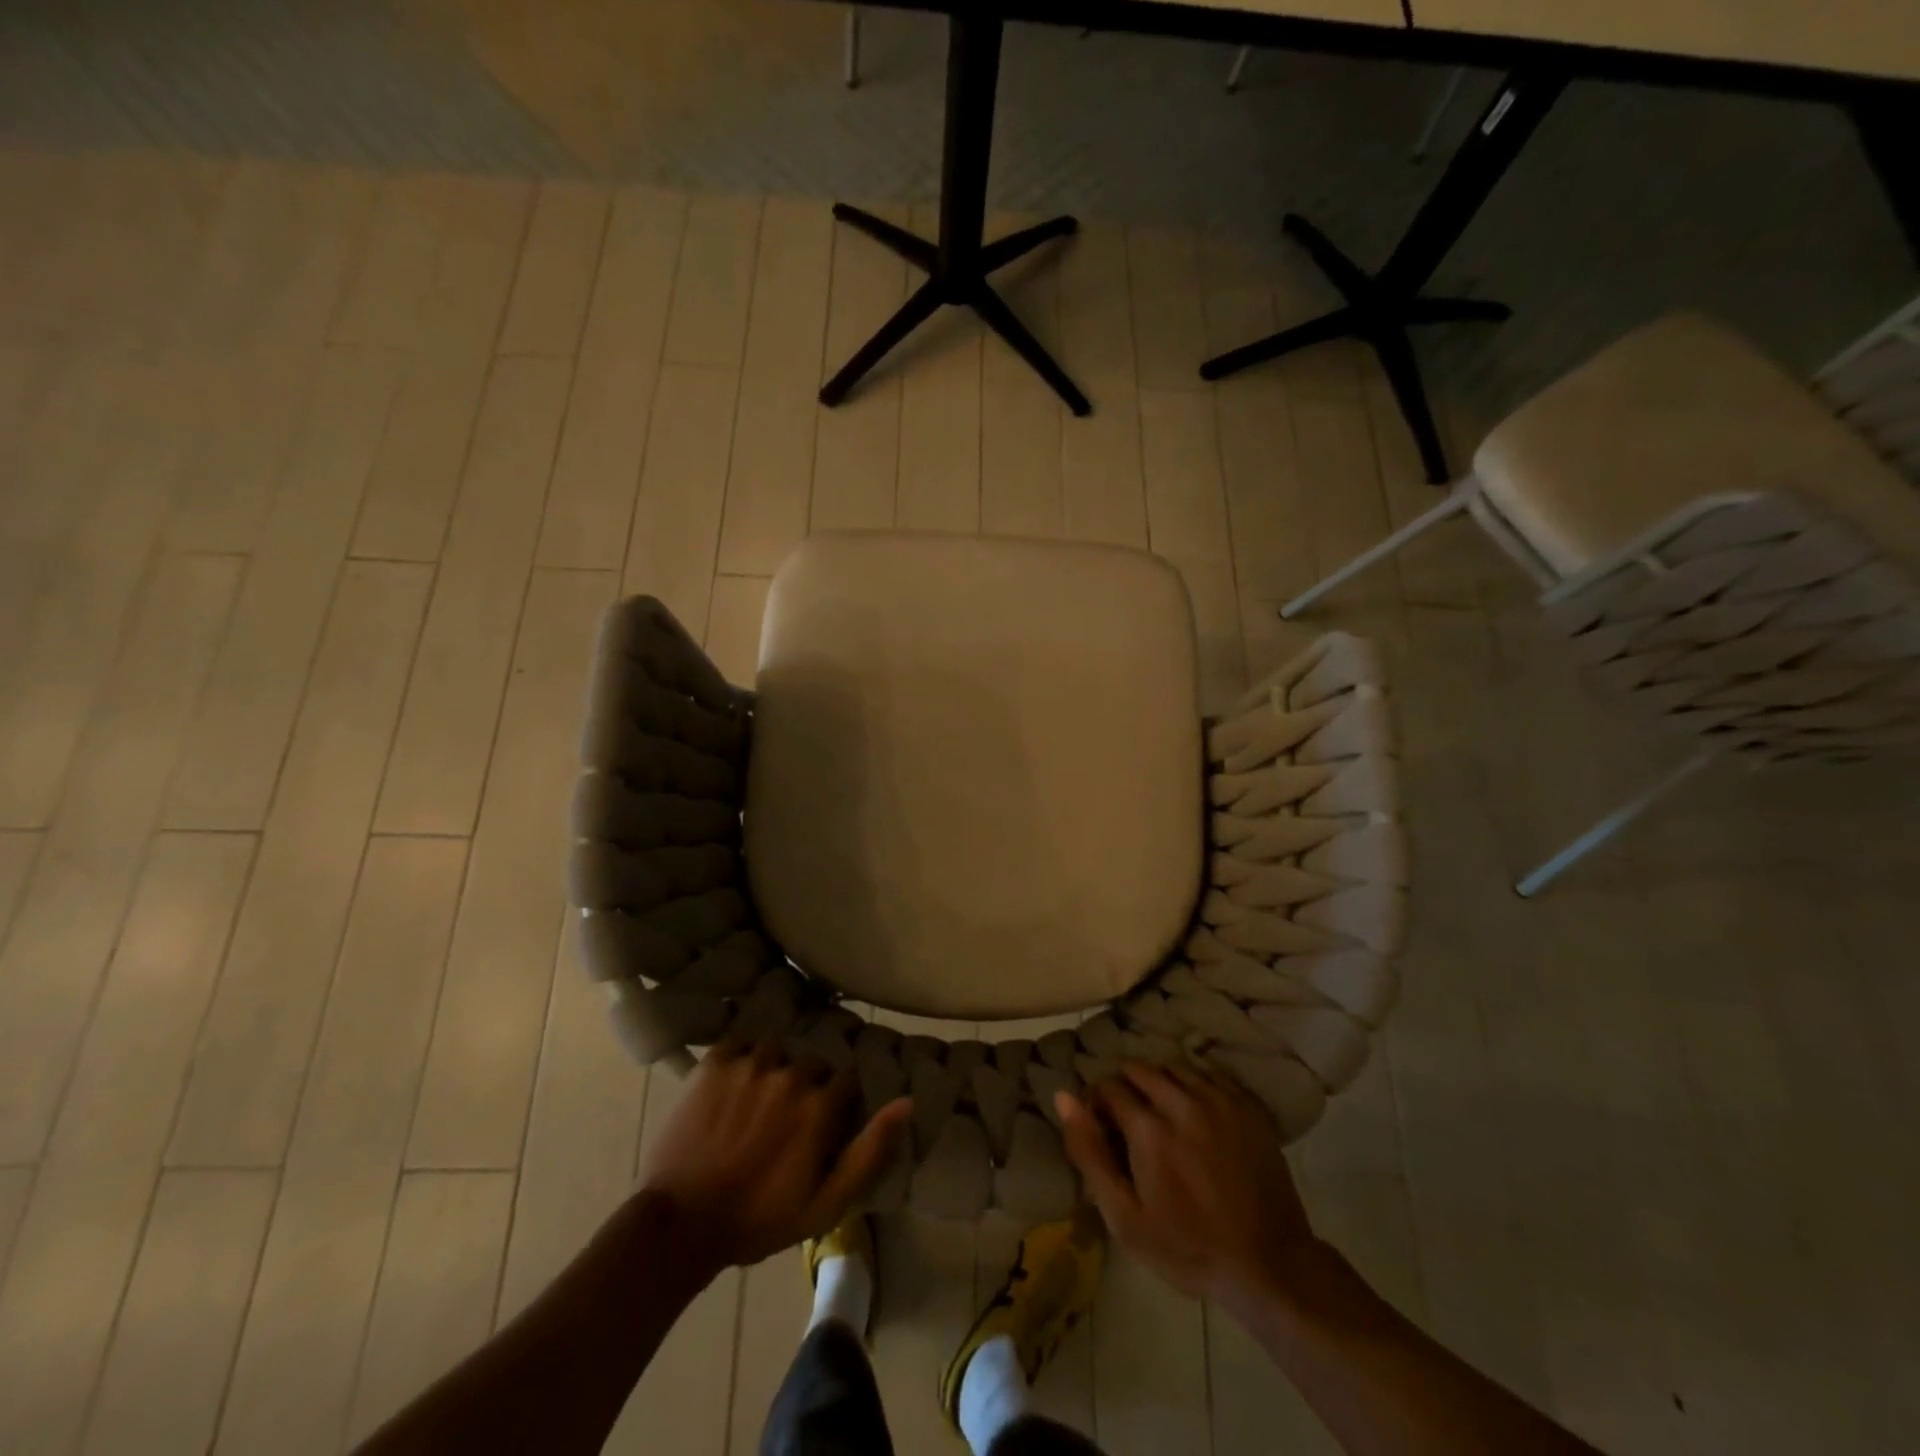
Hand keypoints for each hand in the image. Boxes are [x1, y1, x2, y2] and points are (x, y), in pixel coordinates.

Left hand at [638, 1039, 911, 1271]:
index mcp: (820, 1104)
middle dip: (806, 1086)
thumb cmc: (759, 1220)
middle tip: (785, 1118)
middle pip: (811, 1064)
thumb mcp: (827, 1202)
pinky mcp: (715, 1062)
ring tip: (756, 1099)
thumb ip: (871, 1150)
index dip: (838, 1101)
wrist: (679, 1224)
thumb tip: (907, 1101)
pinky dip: (740, 1059)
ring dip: (772, 1070)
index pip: (846, 1079)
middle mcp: (790, 1073)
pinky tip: (732, 1085)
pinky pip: (739, 1044)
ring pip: (776, 1050)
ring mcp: (750, 1064)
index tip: (824, 1123)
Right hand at [1057, 1061, 1315, 1305]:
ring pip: (1173, 1067)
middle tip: (1131, 1123)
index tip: (1103, 1129)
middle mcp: (1182, 1102)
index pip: (1108, 1086)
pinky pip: (1208, 1074)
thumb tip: (1063, 1097)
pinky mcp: (1247, 1105)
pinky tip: (1194, 1113)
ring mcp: (1219, 1100)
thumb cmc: (1188, 1248)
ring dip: (1159, 1083)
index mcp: (1149, 1129)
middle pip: (1139, 1069)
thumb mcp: (1124, 1218)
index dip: (1098, 1105)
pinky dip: (1193, 1084)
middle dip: (1126, 1088)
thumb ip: (1089, 1153)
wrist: (1270, 1265)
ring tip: (1162, 1115)